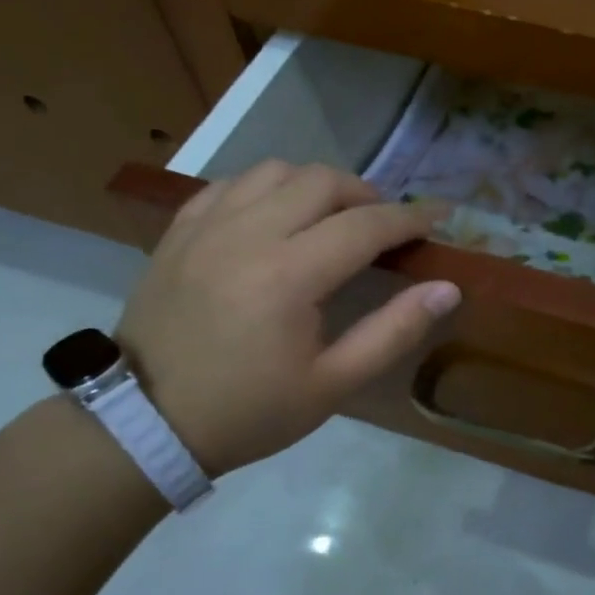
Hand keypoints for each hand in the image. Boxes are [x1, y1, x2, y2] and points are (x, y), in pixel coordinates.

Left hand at [115, 161, 459, 475]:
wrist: (147, 422)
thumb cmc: (250, 411)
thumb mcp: (333, 383)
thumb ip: (394, 331)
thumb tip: (447, 289)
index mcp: (289, 276)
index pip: (365, 225)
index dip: (410, 218)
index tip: (439, 217)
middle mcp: (247, 235)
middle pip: (322, 181)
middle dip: (367, 194)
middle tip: (385, 225)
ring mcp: (207, 227)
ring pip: (275, 171)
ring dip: (316, 185)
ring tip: (332, 216)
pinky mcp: (179, 231)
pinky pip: (232, 184)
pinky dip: (267, 188)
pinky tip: (276, 216)